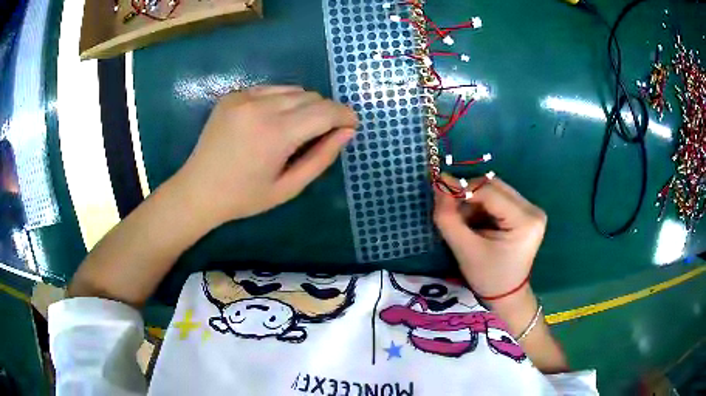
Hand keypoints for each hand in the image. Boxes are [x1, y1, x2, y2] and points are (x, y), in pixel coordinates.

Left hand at [176, 85, 357, 222]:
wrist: (198, 189)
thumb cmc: (244, 197)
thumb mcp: (289, 187)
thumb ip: (322, 158)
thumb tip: (347, 132)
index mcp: (275, 134)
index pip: (325, 111)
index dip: (344, 115)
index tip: (352, 125)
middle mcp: (260, 107)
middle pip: (311, 96)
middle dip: (325, 112)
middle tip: (321, 134)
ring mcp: (244, 97)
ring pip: (293, 90)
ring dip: (304, 105)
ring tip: (295, 129)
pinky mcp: (233, 95)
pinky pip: (271, 89)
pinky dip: (282, 101)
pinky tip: (272, 120)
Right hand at [433, 174, 546, 300]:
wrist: (507, 296)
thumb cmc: (487, 277)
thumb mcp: (464, 250)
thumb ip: (448, 218)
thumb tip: (439, 185)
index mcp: (525, 221)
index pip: (490, 192)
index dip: (462, 188)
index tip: (438, 190)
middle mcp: (533, 210)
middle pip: (494, 187)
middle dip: (469, 195)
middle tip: (450, 209)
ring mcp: (532, 210)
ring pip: (495, 191)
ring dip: (475, 202)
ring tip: (464, 223)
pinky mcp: (526, 214)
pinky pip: (499, 199)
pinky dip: (482, 207)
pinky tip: (476, 223)